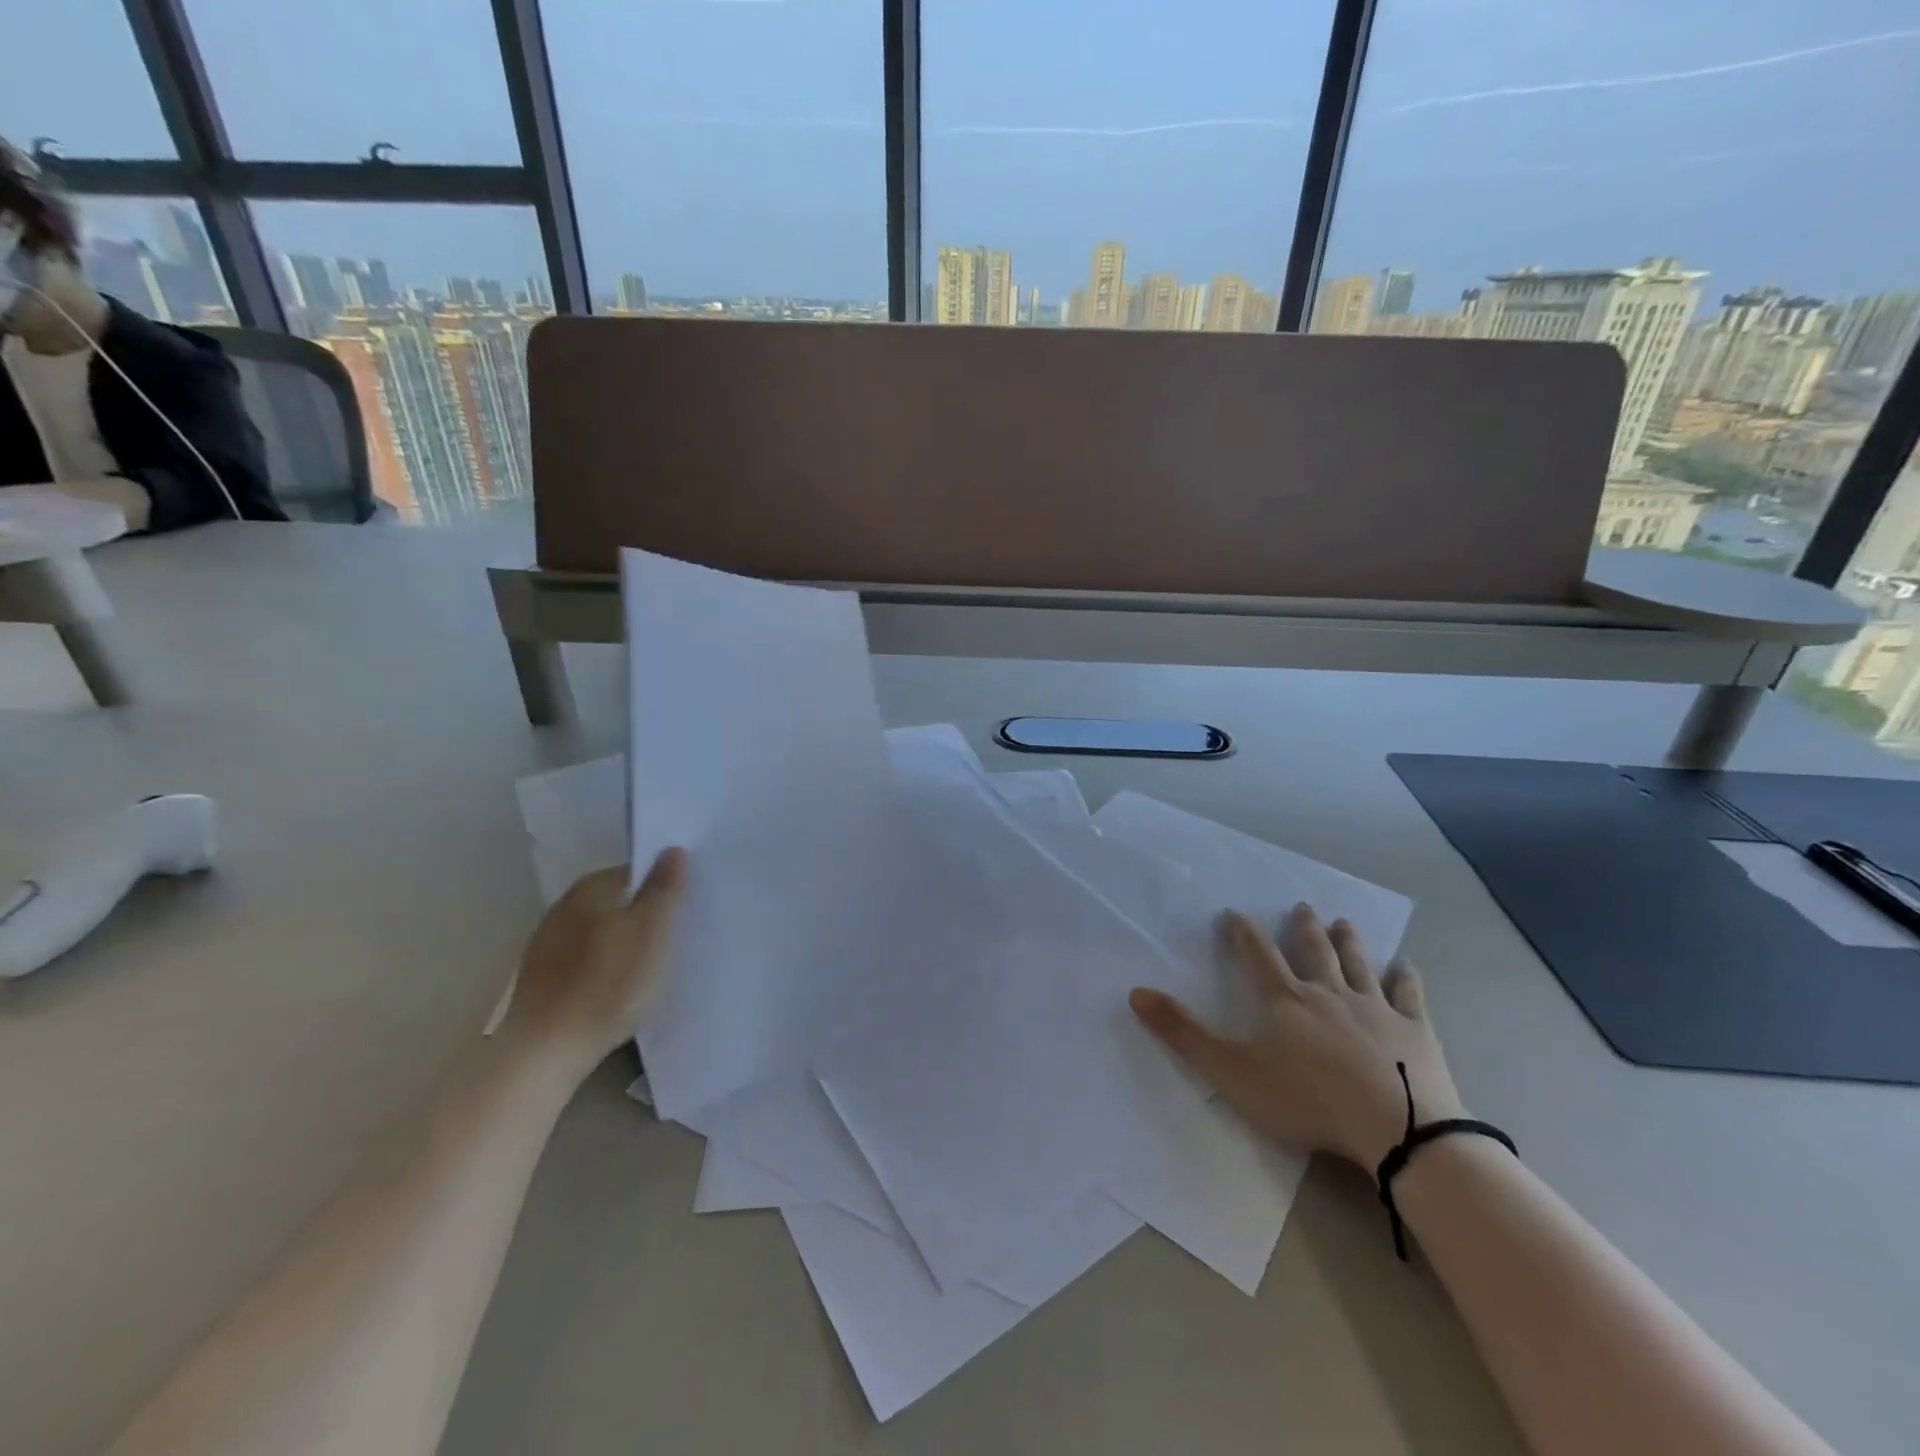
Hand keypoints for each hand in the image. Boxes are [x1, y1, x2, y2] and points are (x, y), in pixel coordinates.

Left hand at [501, 849, 687, 1082]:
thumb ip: (664, 888)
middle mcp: (564, 906)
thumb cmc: (609, 983)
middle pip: (616, 901)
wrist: (545, 1051)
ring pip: (599, 930)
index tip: (684, 909)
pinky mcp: (540, 978)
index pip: (636, 872)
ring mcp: (546, 943)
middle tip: (673, 937)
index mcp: (591, 888)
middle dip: (642, 913)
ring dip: (621, 941)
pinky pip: (583, 958)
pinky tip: (615, 987)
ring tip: (648, 965)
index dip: (662, 887)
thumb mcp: (653, 931)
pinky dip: (602, 965)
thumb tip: (672, 849)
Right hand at [1129, 904, 1464, 1169]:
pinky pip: (1409, 995)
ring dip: (1348, 941)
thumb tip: (1136, 992)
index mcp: (1284, 999)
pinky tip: (1407, 965)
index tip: (1235, 913)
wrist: (1397, 1129)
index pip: (1258, 955)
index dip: (1243, 932)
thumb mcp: (1231, 1071)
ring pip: (1357, 964)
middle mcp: (1328, 992)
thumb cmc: (1307, 1100)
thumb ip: (1183, 1033)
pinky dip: (1406, 978)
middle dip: (1303, 928)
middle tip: (1302, 906)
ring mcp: (1375, 1008)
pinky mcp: (1414, 1030)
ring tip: (1342, 921)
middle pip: (1313, 951)